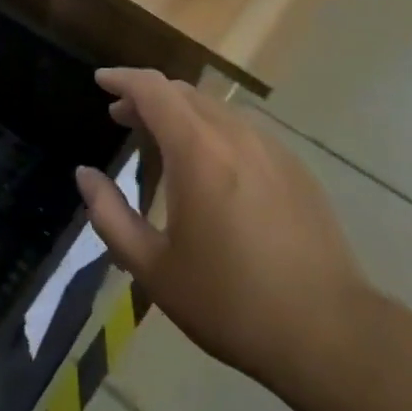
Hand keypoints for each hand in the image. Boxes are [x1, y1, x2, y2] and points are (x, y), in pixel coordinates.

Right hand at [74, 69, 373, 397]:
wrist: (326, 330)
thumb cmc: (229, 301)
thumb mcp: (153, 268)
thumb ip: (110, 216)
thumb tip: (85, 175)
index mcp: (197, 151)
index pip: (153, 90)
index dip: (123, 79)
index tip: (101, 81)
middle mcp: (235, 134)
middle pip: (184, 93)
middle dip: (148, 97)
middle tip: (122, 117)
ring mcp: (271, 148)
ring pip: (216, 109)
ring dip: (182, 113)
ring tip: (163, 140)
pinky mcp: (296, 167)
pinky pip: (244, 130)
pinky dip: (214, 130)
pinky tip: (212, 165)